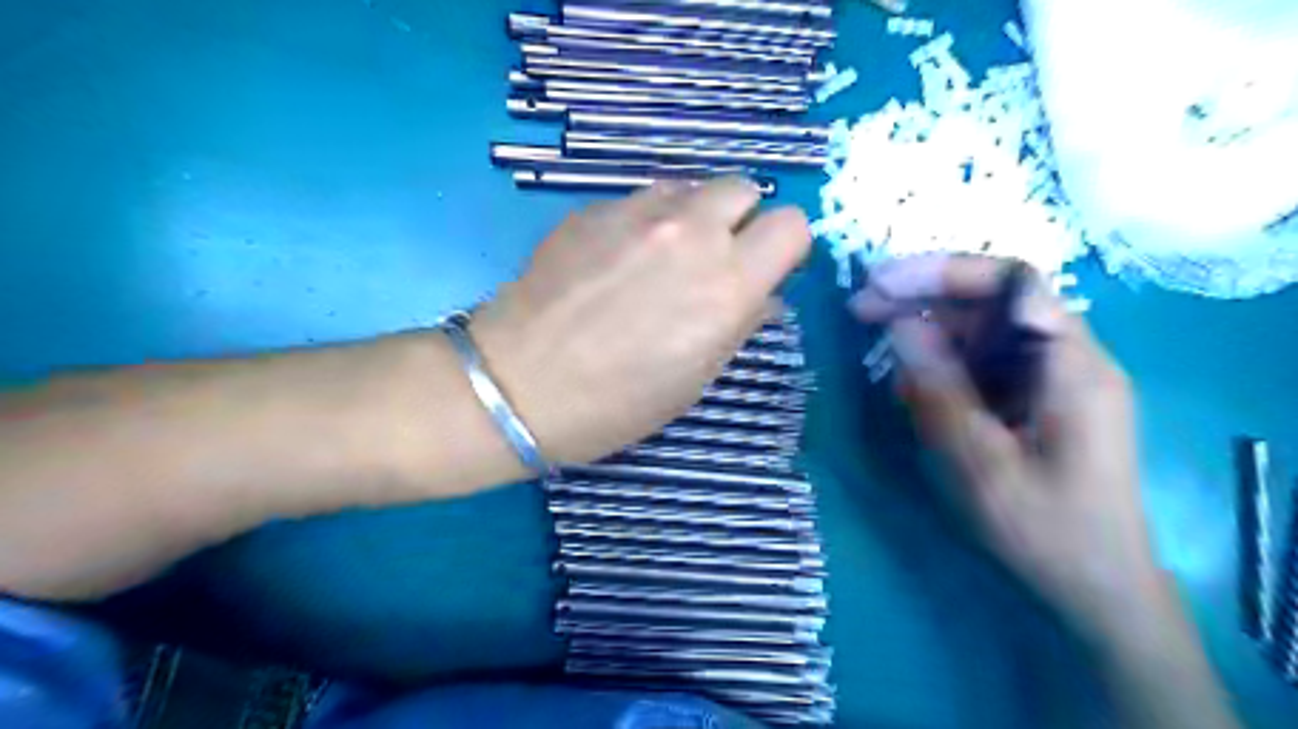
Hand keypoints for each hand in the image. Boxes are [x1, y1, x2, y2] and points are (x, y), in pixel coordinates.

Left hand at [468, 180, 808, 470]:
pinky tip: (614, 261)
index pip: (792, 226)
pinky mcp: (592, 209)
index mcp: (727, 284)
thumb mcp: (695, 379)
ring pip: (690, 188)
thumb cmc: (617, 402)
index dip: (784, 247)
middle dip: (740, 220)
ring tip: (661, 259)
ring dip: (691, 217)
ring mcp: (636, 213)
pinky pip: (639, 200)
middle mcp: (691, 233)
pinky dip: (644, 222)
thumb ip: (738, 324)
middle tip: (714, 260)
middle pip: (744, 188)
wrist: (518, 384)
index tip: (765, 270)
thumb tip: (760, 295)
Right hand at [853, 255, 1167, 637]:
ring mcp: (1047, 379)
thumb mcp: (980, 463)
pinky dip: (938, 365)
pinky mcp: (1030, 399)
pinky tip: (907, 382)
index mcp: (1071, 365)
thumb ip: (939, 390)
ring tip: (873, 340)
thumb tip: (900, 325)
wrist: (1094, 587)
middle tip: (860, 308)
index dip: (944, 272)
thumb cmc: (1044, 530)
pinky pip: (979, 365)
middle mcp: (1064, 358)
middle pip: (990, 304)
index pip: (1011, 284)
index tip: (882, 282)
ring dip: (925, 330)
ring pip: (980, 332)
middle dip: (923, 298)